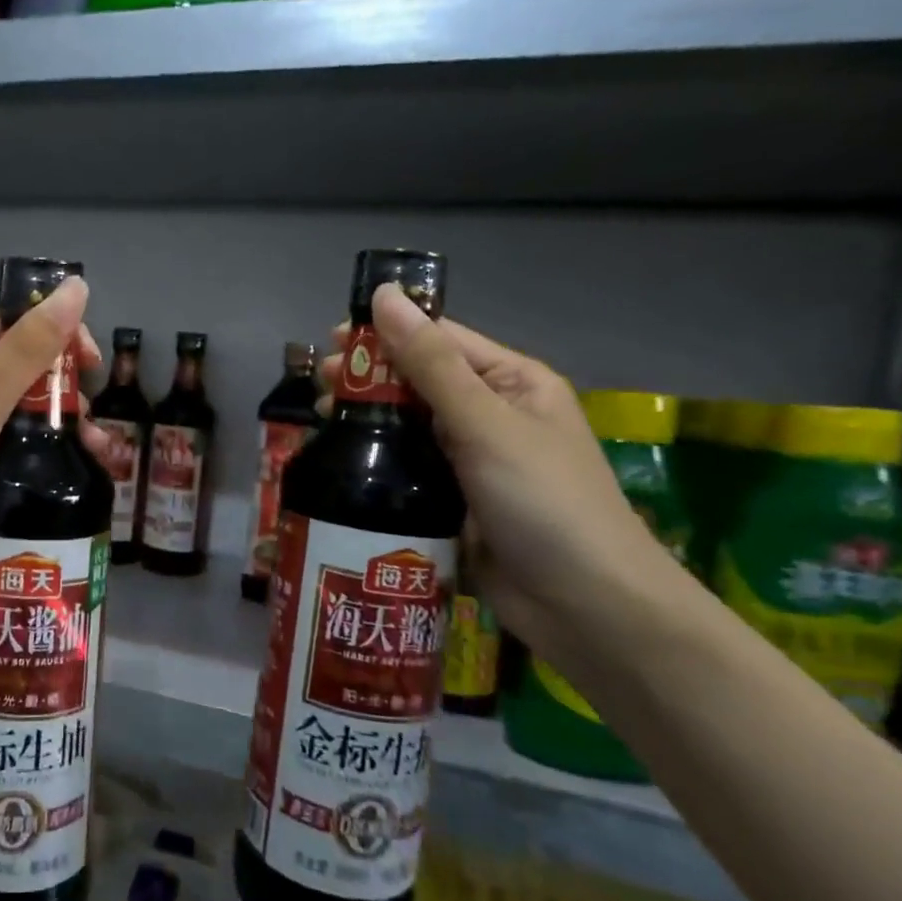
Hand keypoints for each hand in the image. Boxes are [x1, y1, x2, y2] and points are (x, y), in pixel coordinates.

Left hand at [0, 278, 112, 573]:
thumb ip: (30, 349)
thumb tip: (76, 287)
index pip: (13, 322)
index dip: (58, 340)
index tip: (93, 371)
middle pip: (8, 363)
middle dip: (52, 387)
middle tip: (87, 421)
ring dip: (37, 418)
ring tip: (76, 446)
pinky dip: (12, 442)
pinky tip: (38, 463)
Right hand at [321, 285, 669, 645]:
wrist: (583, 605)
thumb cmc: (543, 501)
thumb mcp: (485, 423)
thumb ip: (430, 362)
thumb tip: (386, 295)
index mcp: (510, 383)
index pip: (439, 340)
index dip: (385, 334)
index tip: (329, 341)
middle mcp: (488, 415)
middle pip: (416, 382)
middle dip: (367, 379)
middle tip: (318, 388)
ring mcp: (468, 461)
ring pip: (405, 427)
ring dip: (365, 420)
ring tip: (320, 422)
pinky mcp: (448, 502)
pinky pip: (404, 469)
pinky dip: (373, 461)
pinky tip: (338, 461)